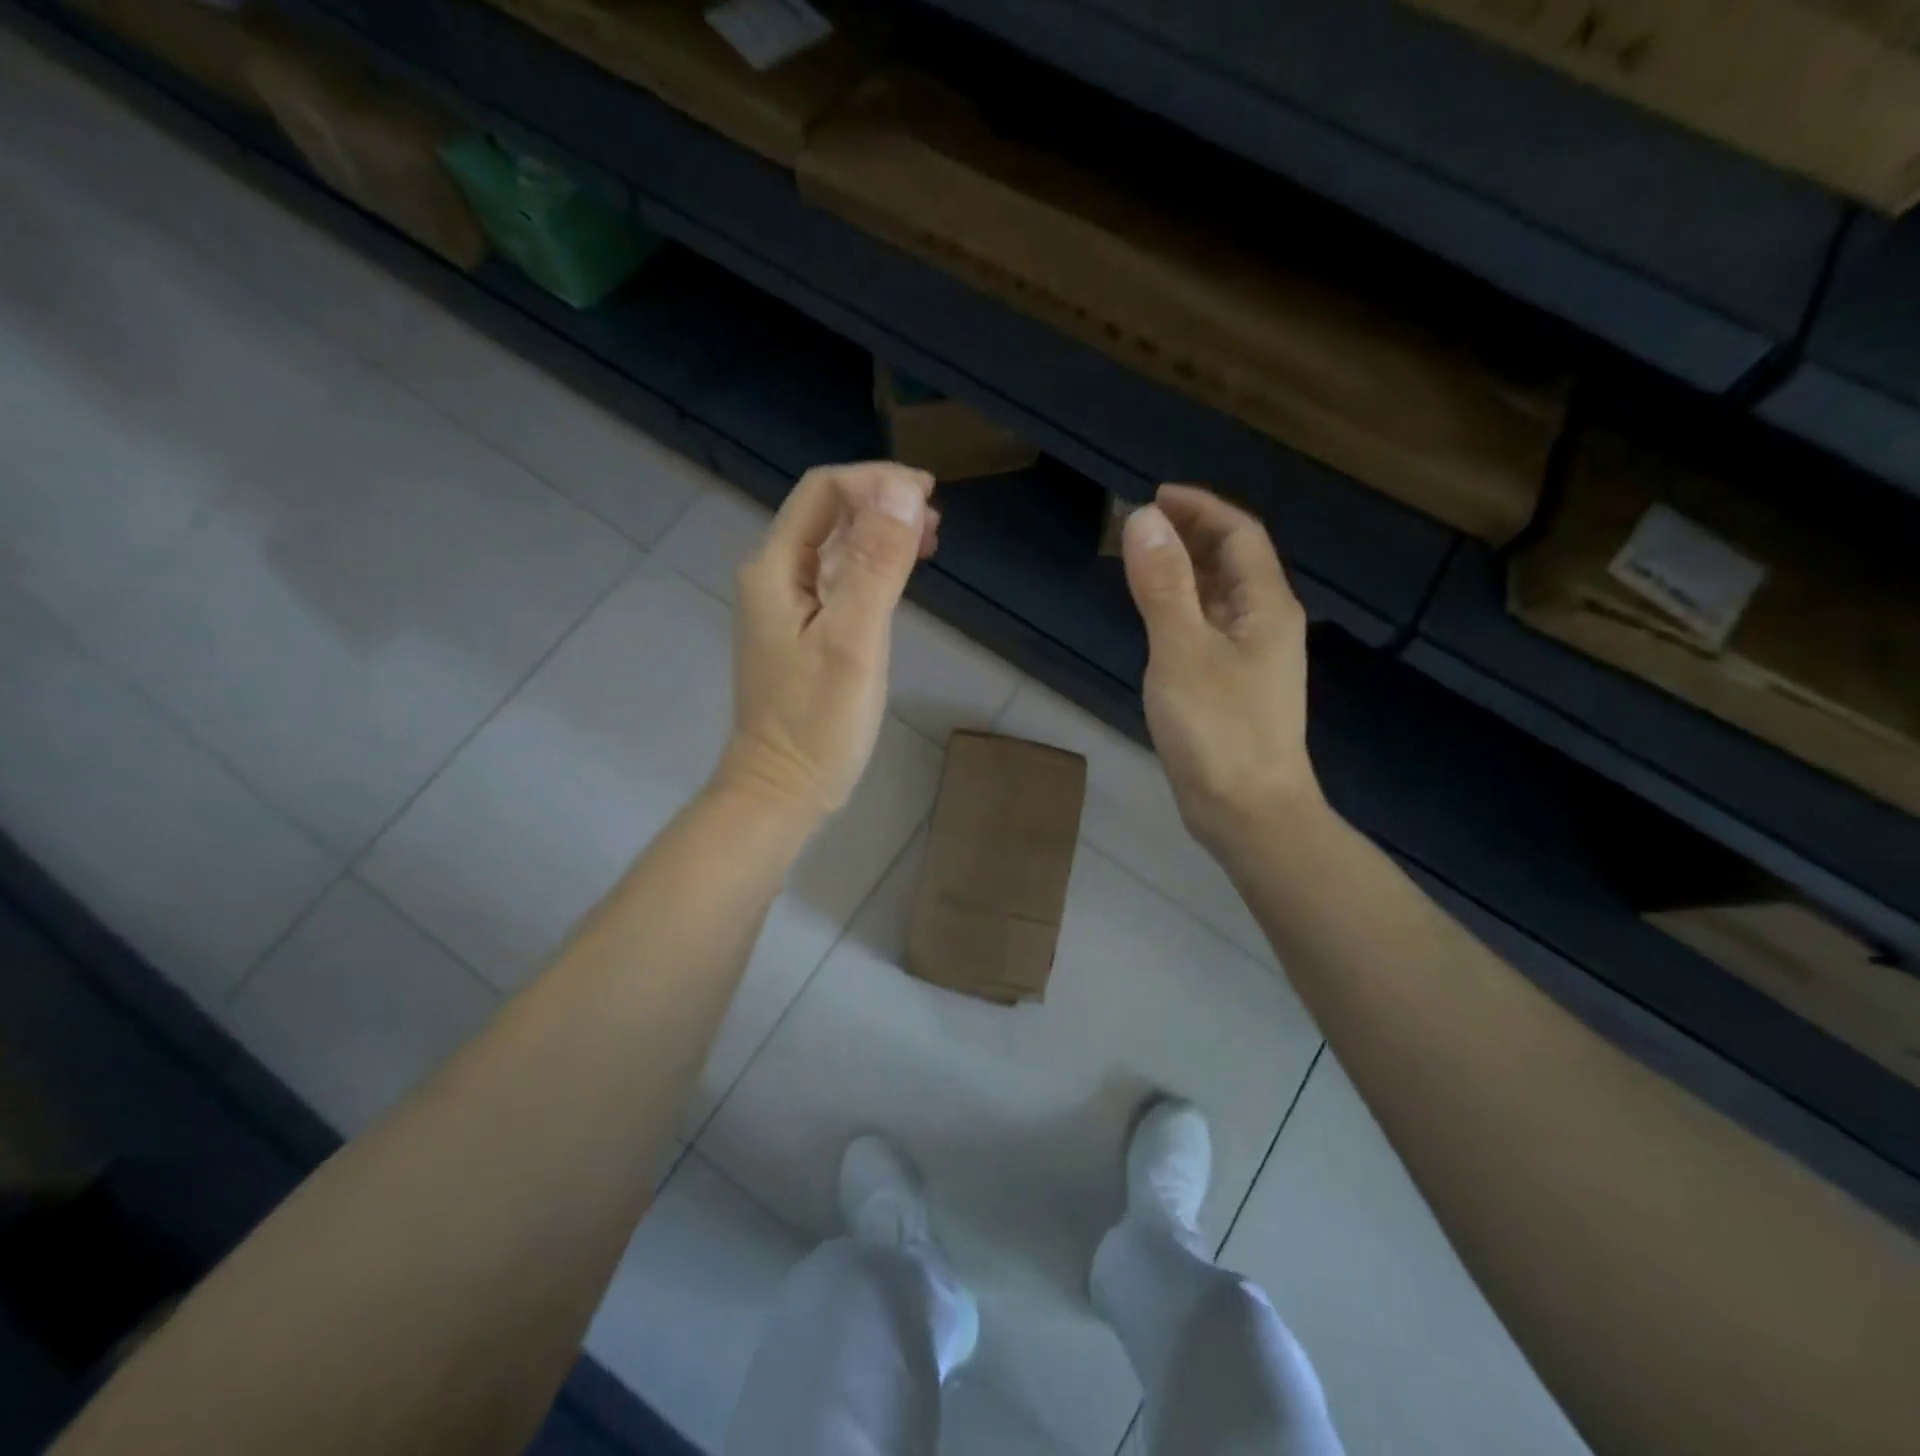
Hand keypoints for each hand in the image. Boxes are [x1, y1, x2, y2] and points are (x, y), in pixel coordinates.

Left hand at [717, 462, 938, 823]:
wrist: (781, 790)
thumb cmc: (817, 723)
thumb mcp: (853, 641)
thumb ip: (876, 565)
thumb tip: (903, 493)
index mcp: (775, 568)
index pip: (823, 492)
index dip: (876, 482)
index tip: (928, 496)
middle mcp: (773, 578)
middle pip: (826, 514)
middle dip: (880, 503)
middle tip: (935, 519)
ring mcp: (786, 608)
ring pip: (834, 547)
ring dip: (879, 534)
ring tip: (928, 540)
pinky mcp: (802, 634)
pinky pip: (837, 581)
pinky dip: (872, 568)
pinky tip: (899, 578)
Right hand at [1121, 484, 1319, 856]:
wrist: (1248, 812)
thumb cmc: (1218, 730)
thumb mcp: (1181, 651)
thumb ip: (1163, 584)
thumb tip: (1143, 518)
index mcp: (1266, 606)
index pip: (1239, 535)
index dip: (1200, 508)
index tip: (1154, 497)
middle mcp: (1267, 625)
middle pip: (1234, 562)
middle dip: (1191, 536)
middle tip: (1140, 528)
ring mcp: (1252, 660)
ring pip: (1221, 598)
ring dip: (1186, 572)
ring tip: (1142, 563)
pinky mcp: (1234, 689)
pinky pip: (1210, 629)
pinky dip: (1183, 610)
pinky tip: (1158, 620)